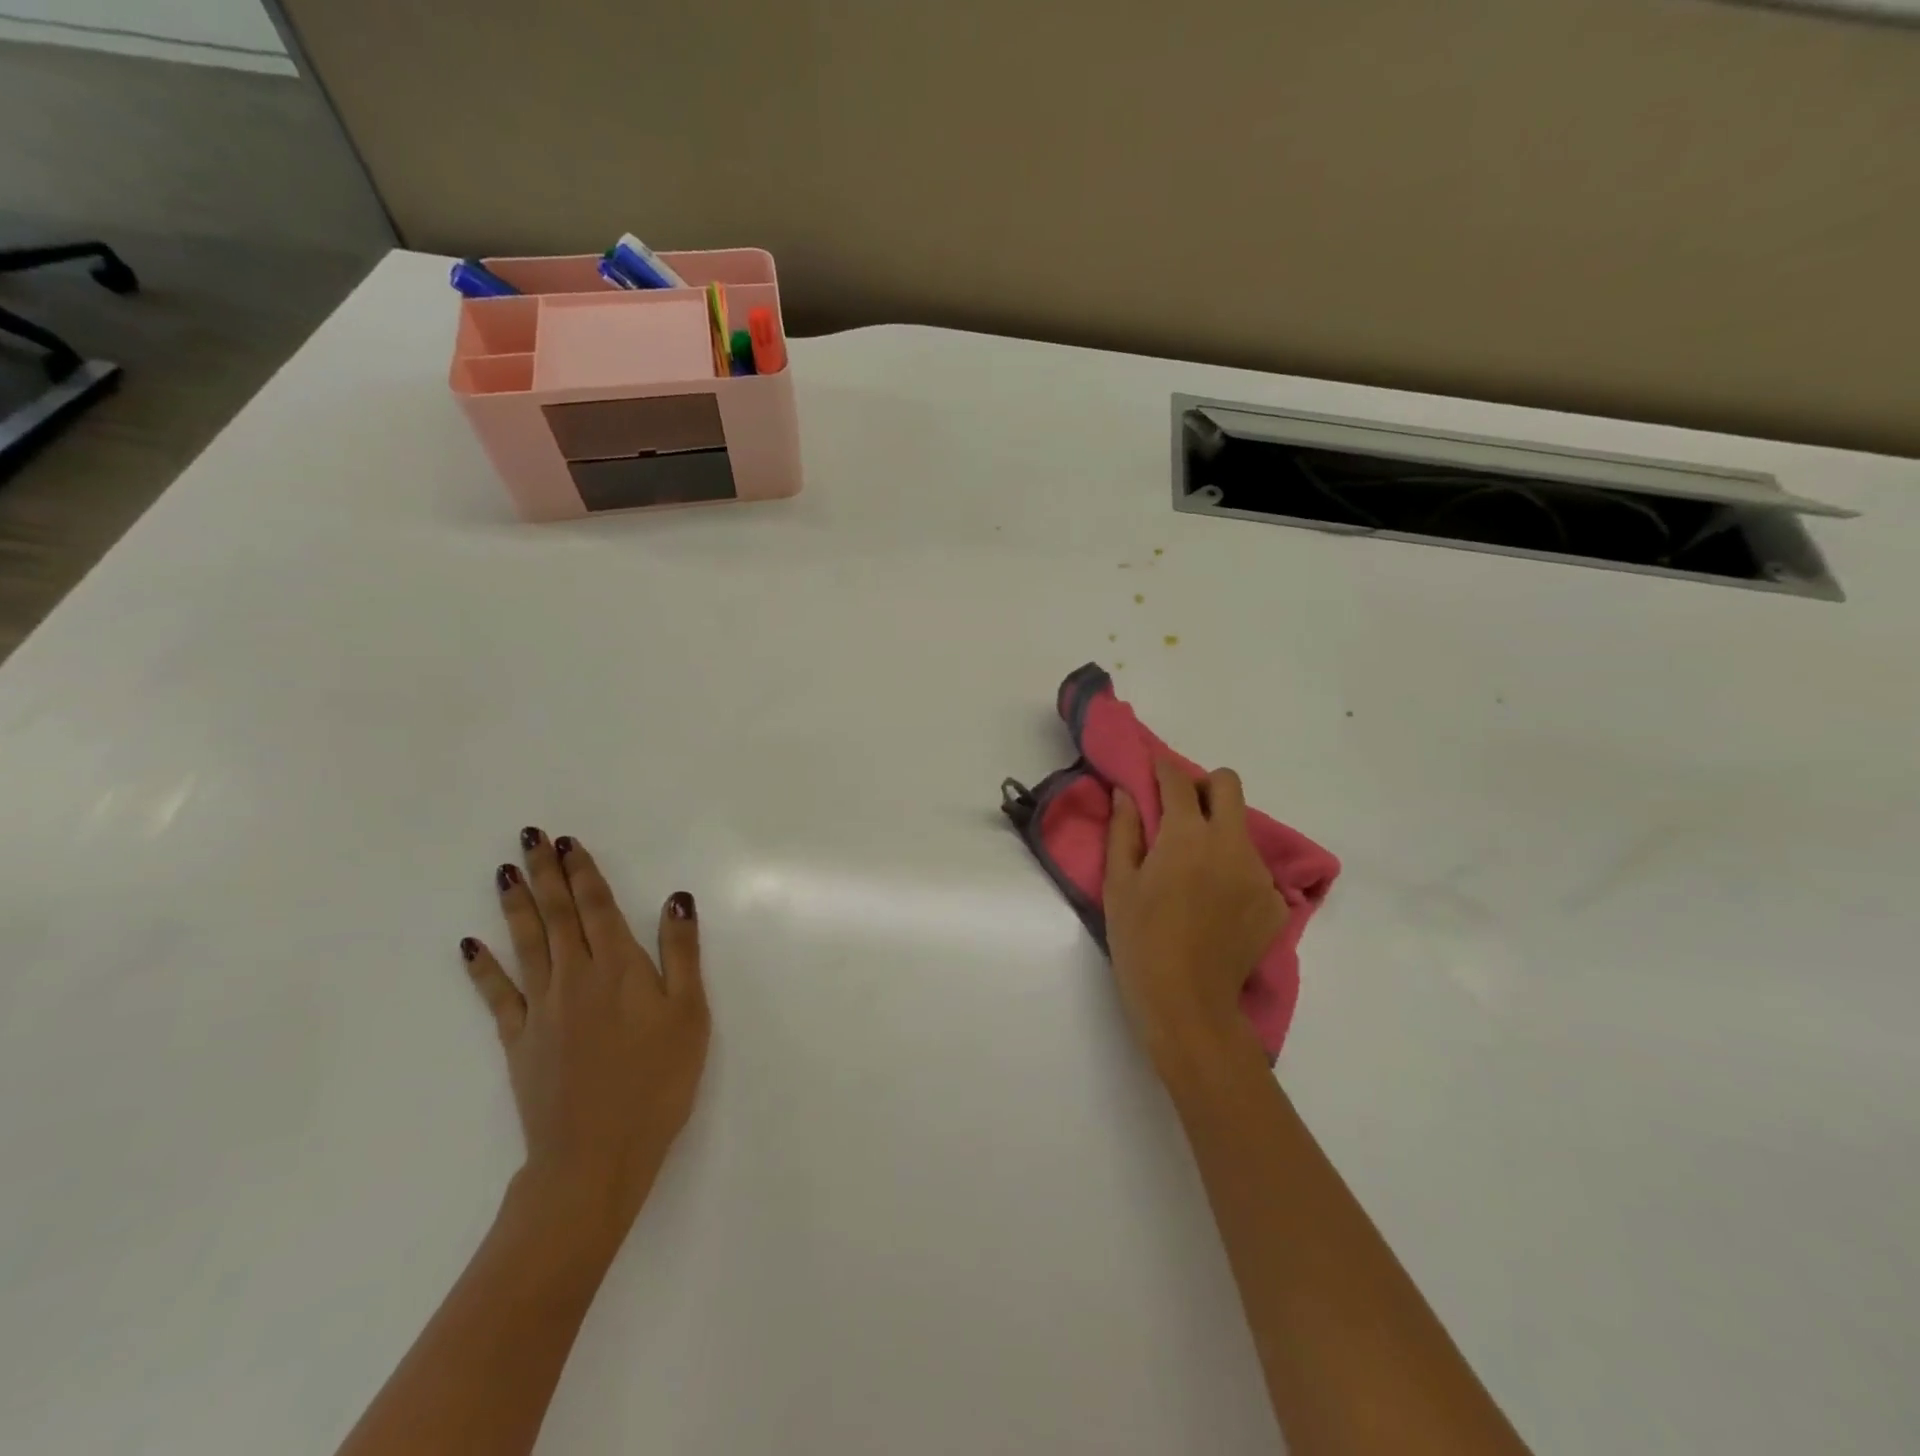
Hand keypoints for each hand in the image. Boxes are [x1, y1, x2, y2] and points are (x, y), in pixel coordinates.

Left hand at [460, 829, 709, 1255]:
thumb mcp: (690, 1014)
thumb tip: (676, 898)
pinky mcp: (519, 1040)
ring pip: (527, 943)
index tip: (567, 842)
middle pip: (558, 915)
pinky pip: (497, 995)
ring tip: (503, 872)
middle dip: (545, 873)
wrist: (596, 1154)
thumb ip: (682, 952)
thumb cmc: (658, 1081)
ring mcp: (542, 1008)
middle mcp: (575, 977)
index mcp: (619, 968)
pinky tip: (471, 945)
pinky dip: (483, 968)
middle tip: (530, 837)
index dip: (583, 872)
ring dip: (517, 905)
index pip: (598, 907)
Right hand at [1104, 761, 1287, 1081]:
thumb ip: (1124, 830)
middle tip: (1180, 810)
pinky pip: (1253, 869)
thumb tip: (1126, 793)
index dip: (1162, 769)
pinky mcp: (1274, 903)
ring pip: (1241, 829)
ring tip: (1193, 868)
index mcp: (1187, 836)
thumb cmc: (1140, 941)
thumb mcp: (1118, 884)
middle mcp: (1231, 845)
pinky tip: (1214, 904)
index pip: (1178, 781)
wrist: (1187, 1004)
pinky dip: (1233, 872)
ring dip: (1217, 832)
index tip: (1152, 770)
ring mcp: (1258, 874)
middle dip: (1203, 786)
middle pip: (1228, 785)